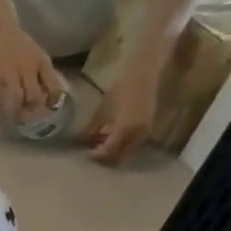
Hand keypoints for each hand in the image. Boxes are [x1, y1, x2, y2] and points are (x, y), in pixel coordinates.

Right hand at [0, 23, 67, 123]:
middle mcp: (28, 69)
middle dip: (32, 111)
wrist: (0, 30)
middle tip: (28, 119)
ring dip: (15, 113)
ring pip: (16, 99)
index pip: (53, 85)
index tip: (49, 110)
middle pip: (34, 96)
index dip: (52, 101)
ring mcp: (9, 73)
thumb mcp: (37, 55)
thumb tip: (51, 93)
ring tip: (13, 119)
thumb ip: (43, 72)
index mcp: (42, 63)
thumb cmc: (20, 44)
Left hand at [85, 49, 161, 164]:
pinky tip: (112, 136)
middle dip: (105, 157)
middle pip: (119, 156)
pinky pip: (134, 143)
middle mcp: (137, 134)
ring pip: (128, 151)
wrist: (144, 73)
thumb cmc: (120, 89)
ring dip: (115, 151)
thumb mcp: (101, 110)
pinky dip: (123, 144)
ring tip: (101, 143)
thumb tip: (82, 142)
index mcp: (124, 130)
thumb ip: (92, 129)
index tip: (85, 152)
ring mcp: (145, 131)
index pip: (108, 152)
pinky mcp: (148, 126)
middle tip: (93, 151)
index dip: (95, 155)